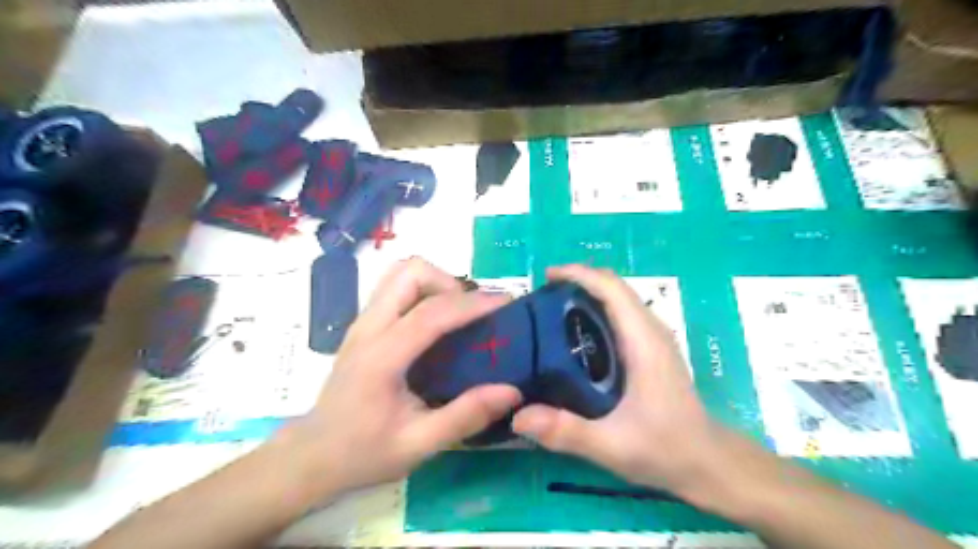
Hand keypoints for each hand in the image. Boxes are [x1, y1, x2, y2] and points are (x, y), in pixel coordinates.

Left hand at [285, 258, 523, 494]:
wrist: (312, 455)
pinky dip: (422, 291)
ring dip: (434, 282)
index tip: (504, 303)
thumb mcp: (418, 445)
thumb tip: (511, 391)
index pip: (430, 313)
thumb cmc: (363, 452)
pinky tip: (436, 323)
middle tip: (471, 314)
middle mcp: (369, 328)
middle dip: (448, 282)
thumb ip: (464, 417)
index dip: (471, 304)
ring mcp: (363, 321)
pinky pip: (396, 288)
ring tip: (456, 314)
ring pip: (399, 273)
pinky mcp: (364, 324)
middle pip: (409, 272)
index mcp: (382, 357)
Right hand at [512, 266, 725, 500]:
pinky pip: (622, 315)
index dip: (579, 274)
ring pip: (620, 299)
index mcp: (643, 341)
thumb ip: (565, 431)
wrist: (709, 463)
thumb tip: (517, 416)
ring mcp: (654, 339)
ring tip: (553, 310)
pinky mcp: (652, 350)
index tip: (546, 276)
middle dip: (579, 280)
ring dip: (588, 293)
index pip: (612, 289)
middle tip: (542, 295)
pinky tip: (576, 335)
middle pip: (615, 287)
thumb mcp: (612, 445)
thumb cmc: (666, 449)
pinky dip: (597, 310)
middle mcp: (651, 331)